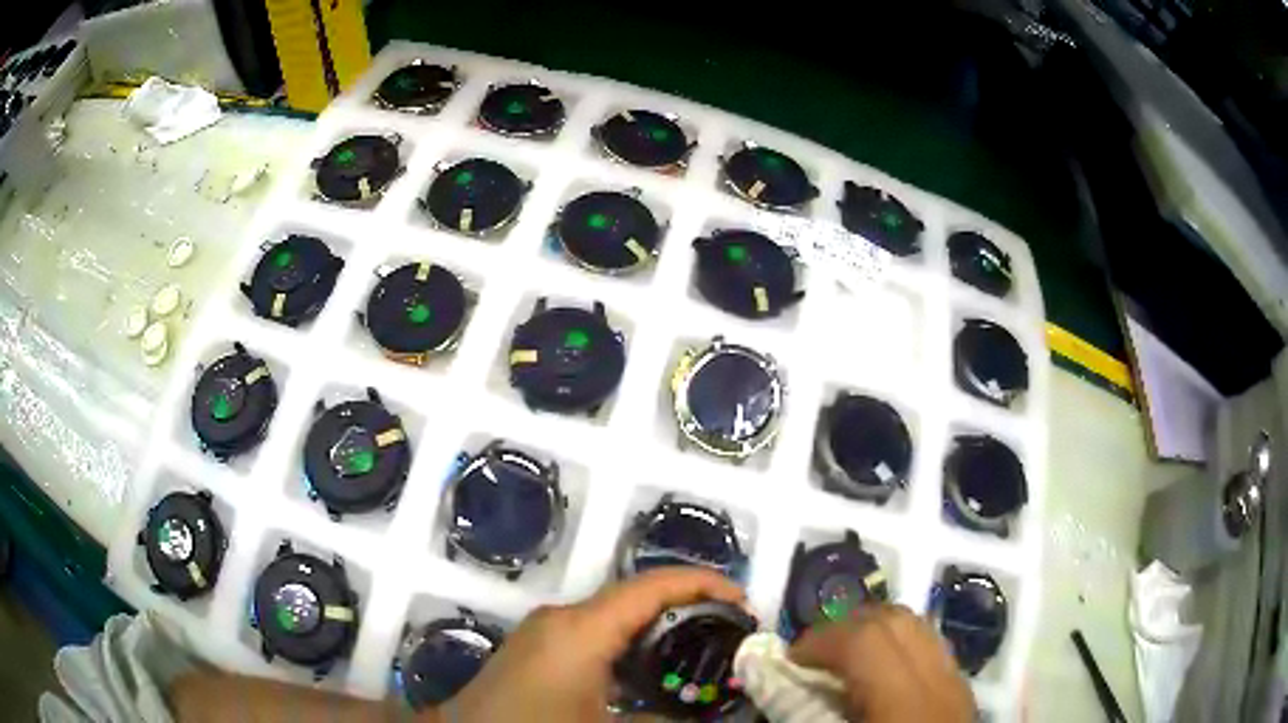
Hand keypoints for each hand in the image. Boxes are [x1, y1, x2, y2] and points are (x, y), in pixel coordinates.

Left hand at [444, 567, 744, 721]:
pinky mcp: (540, 647)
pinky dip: (635, 643)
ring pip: (619, 615)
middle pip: (639, 597)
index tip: (746, 604)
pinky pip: (599, 632)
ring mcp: (548, 630)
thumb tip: (713, 718)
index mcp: (582, 628)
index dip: (704, 586)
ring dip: (662, 626)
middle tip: (733, 634)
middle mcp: (565, 617)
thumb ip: (664, 722)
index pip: (653, 587)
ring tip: (704, 650)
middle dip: (690, 607)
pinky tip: (655, 672)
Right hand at [789, 604, 974, 722]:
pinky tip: (881, 676)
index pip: (868, 640)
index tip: (789, 658)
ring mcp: (959, 685)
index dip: (821, 639)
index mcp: (906, 703)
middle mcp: (941, 683)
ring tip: (845, 659)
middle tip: (813, 653)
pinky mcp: (965, 693)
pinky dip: (901, 648)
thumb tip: (772, 678)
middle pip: (900, 621)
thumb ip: (806, 712)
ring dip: (877, 631)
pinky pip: (933, 650)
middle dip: (849, 624)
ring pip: (922, 629)